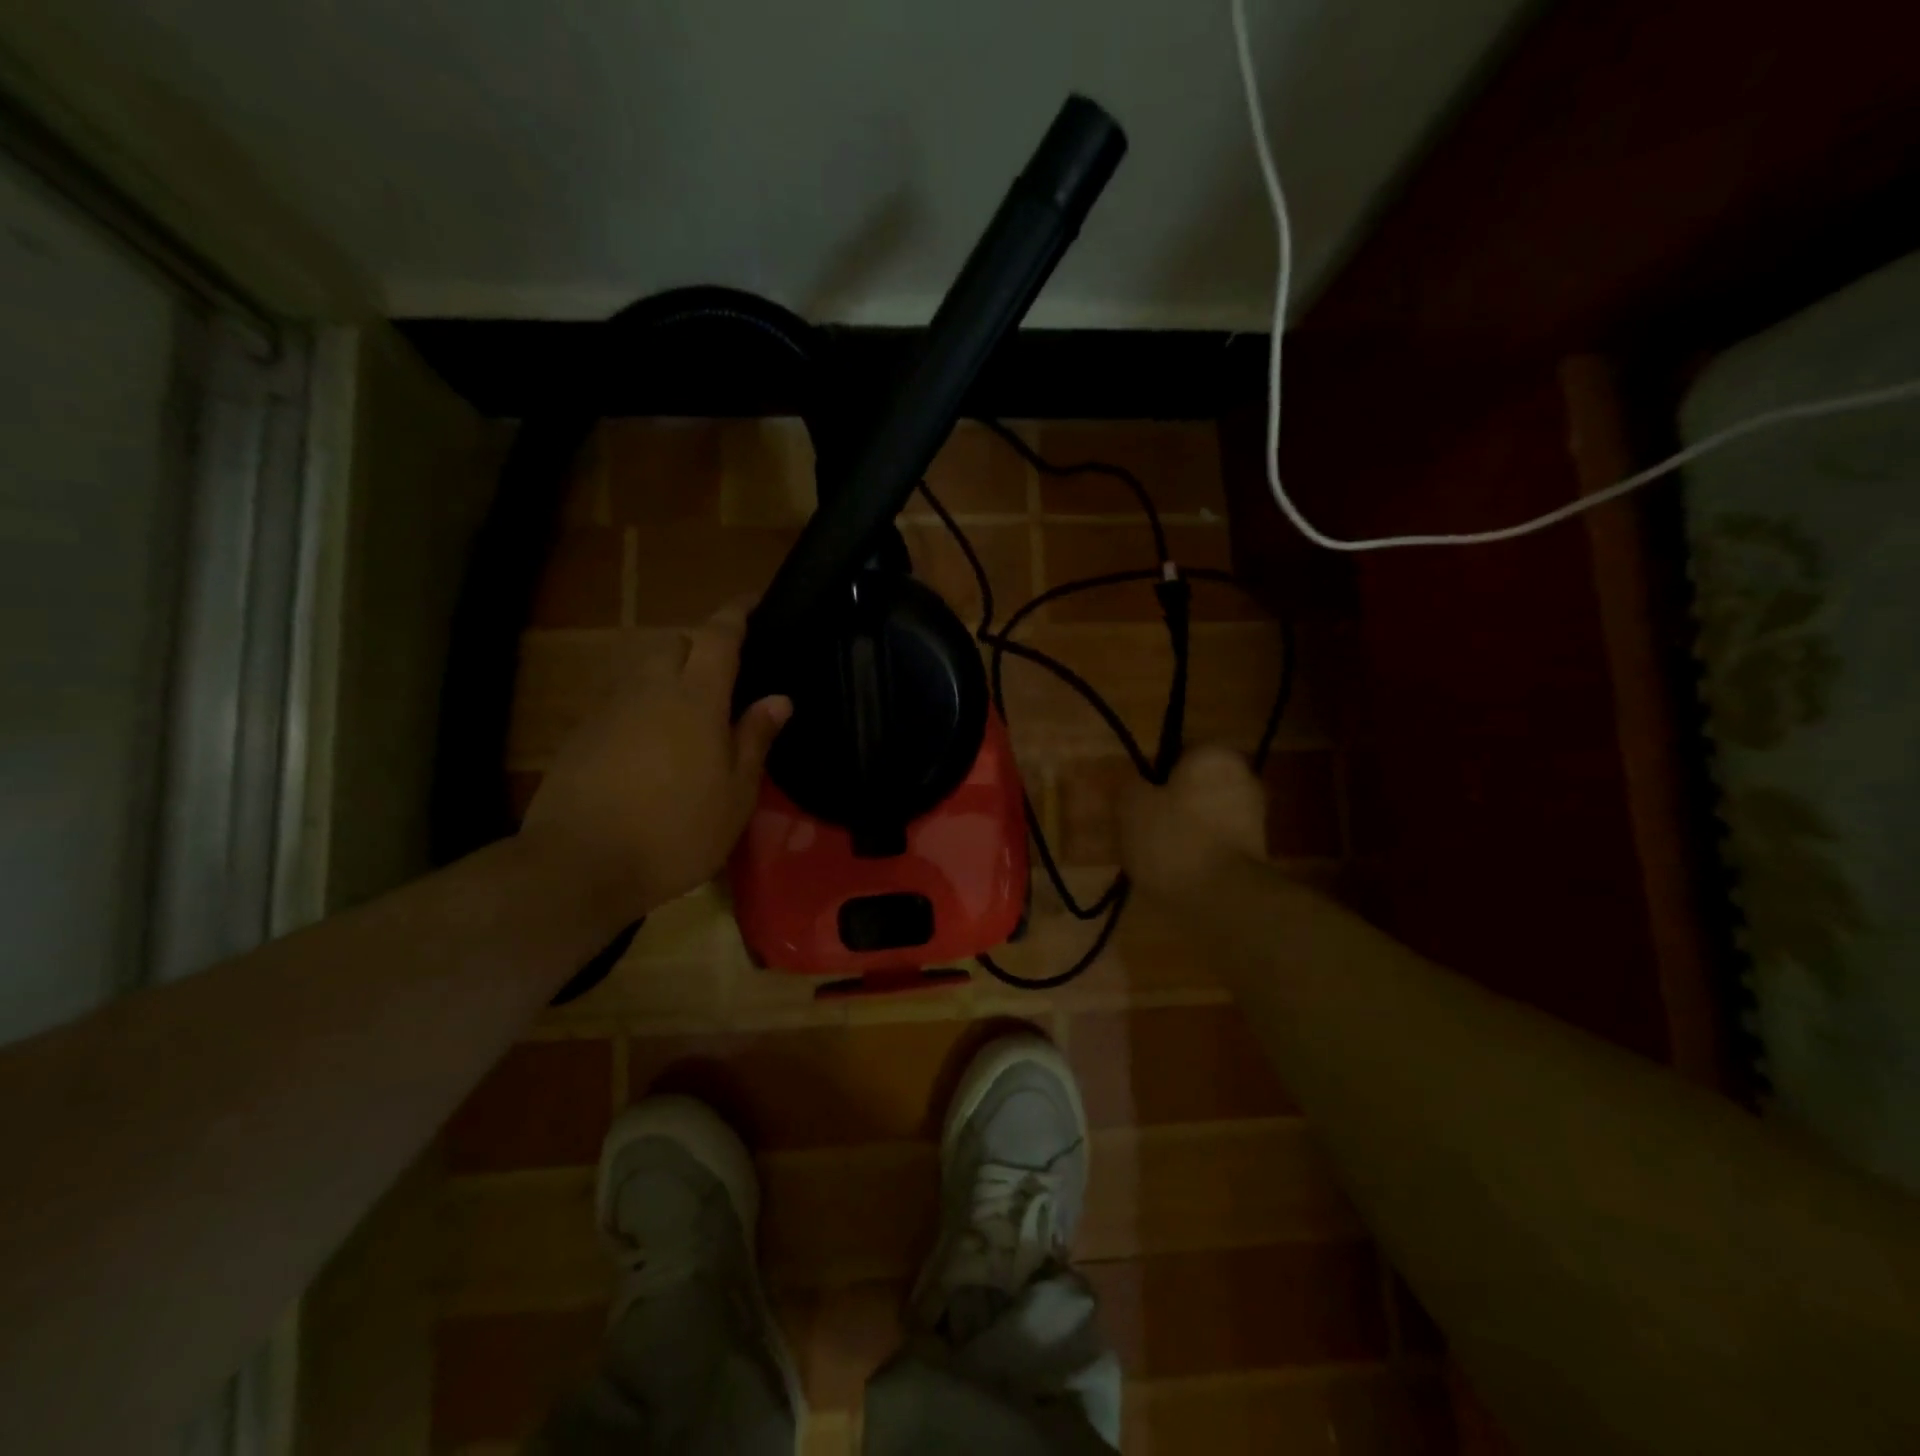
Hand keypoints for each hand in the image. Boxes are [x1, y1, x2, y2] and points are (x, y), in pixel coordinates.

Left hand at [519, 601, 790, 916]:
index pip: (718, 635)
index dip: (736, 613)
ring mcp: (610, 708)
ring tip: (691, 705)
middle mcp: (649, 689)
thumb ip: (755, 738)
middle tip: (726, 671)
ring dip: (670, 669)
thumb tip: (780, 698)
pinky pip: (621, 697)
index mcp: (695, 698)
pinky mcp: (583, 732)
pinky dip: (644, 700)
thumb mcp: (735, 794)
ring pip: (644, 666)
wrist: (579, 864)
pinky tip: (653, 739)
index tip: (752, 600)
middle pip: (675, 641)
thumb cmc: (676, 831)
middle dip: (701, 643)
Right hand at [1121, 745, 1266, 897]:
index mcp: (1214, 756)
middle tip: (1138, 828)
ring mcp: (1254, 816)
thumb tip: (1134, 784)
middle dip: (1167, 805)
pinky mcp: (1257, 852)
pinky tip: (1174, 872)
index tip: (1133, 800)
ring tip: (1151, 856)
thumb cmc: (1174, 838)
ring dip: (1181, 831)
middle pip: (1191, 787)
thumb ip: (1130, 787)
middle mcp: (1242, 777)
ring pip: (1203, 816)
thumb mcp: (1132, 806)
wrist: (1223, 898)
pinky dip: (1196, 853)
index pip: (1175, 753)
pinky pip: (1214, 843)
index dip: (1150, 776)